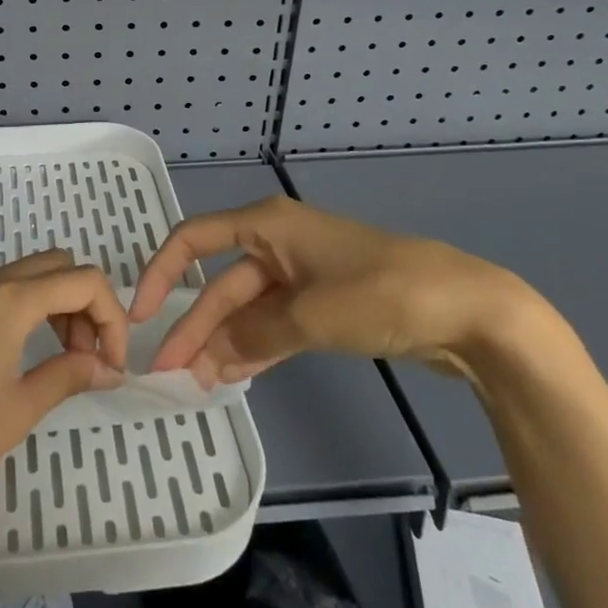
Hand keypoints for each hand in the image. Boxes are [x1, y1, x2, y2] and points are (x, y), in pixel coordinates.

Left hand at [0, 250, 127, 562]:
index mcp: (7, 298)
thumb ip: (71, 374)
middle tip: (88, 359)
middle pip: (55, 267)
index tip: (113, 364)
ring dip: (54, 305)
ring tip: (61, 359)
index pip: (83, 281)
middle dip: (83, 305)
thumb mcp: (21, 408)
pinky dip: (22, 309)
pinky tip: (21, 354)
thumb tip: (110, 368)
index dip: (111, 317)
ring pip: (24, 275)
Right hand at [131, 195, 537, 385]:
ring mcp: (301, 275)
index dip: (161, 271)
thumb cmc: (382, 292)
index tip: (139, 314)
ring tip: (195, 382)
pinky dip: (255, 348)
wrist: (468, 309)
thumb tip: (210, 359)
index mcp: (267, 225)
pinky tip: (234, 376)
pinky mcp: (324, 304)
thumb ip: (254, 336)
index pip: (194, 238)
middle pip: (221, 283)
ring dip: (223, 342)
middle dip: (195, 324)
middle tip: (167, 371)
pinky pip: (275, 324)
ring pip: (247, 308)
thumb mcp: (311, 314)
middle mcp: (277, 243)